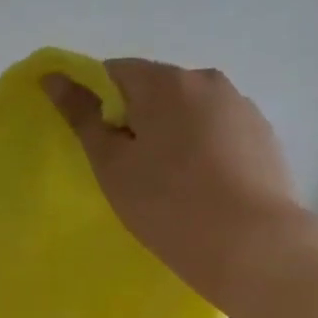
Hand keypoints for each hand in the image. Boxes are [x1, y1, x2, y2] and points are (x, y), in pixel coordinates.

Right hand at [43, 59, 308, 311]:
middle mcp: (208, 81)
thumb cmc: (168, 204)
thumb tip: (53, 77)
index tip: (95, 143)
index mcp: (166, 82)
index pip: (115, 72)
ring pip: (188, 112)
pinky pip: (217, 132)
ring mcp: (242, 107)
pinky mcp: (264, 136)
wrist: (253, 245)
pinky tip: (200, 189)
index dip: (95, 102)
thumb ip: (82, 117)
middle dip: (135, 120)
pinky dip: (200, 150)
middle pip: (155, 90)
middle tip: (127, 170)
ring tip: (167, 184)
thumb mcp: (112, 165)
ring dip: (170, 135)